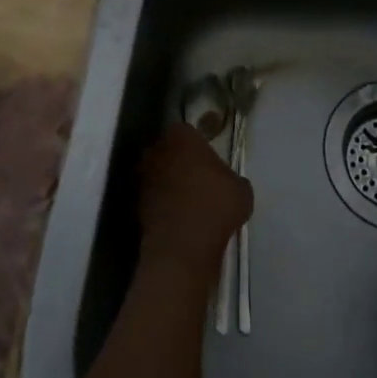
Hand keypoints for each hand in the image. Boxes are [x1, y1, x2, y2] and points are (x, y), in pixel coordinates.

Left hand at [137, 122, 252, 279]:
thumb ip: (231, 178)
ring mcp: (142, 178)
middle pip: (167, 150)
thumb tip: (228, 183)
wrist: (182, 247)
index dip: (196, 143)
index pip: (186, 130)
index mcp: (182, 138)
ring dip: (168, 183)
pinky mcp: (134, 205)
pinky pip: (152, 198)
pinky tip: (178, 219)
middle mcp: (156, 151)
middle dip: (178, 161)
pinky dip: (161, 205)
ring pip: (156, 173)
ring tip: (188, 201)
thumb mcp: (242, 190)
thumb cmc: (216, 207)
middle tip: (197, 178)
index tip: (207, 157)